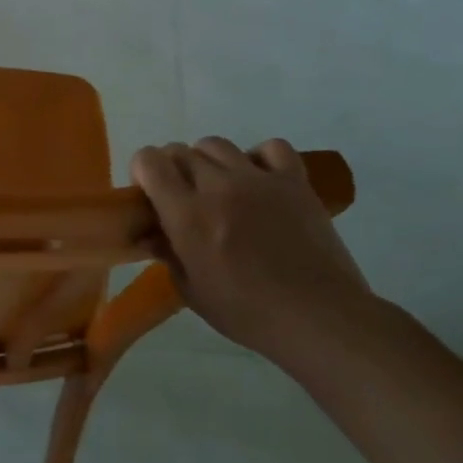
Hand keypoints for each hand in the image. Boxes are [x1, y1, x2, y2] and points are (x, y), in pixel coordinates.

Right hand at [131, 136, 370, 356]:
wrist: (319, 317)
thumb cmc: (247, 313)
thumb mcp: (191, 291)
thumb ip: (168, 254)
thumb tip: (151, 234)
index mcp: (187, 215)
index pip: (150, 161)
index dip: (143, 170)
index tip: (149, 193)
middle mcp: (218, 187)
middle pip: (181, 151)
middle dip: (173, 169)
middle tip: (182, 197)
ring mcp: (258, 180)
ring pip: (217, 145)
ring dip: (208, 162)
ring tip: (218, 187)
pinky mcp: (294, 181)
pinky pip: (270, 148)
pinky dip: (258, 157)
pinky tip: (258, 180)